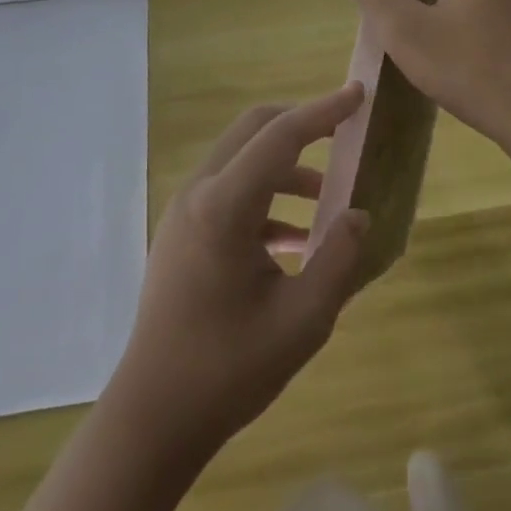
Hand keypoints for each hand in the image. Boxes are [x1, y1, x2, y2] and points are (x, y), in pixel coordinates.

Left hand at [108, 86, 371, 452]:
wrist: (152, 416)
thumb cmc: (227, 370)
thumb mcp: (301, 322)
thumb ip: (338, 260)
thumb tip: (358, 214)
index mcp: (224, 207)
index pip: (281, 136)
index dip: (323, 111)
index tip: (357, 94)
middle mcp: (199, 192)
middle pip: (254, 130)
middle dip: (302, 125)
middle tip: (344, 133)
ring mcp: (185, 210)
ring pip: (242, 159)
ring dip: (286, 167)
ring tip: (330, 200)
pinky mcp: (182, 231)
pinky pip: (231, 192)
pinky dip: (267, 199)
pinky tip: (297, 239)